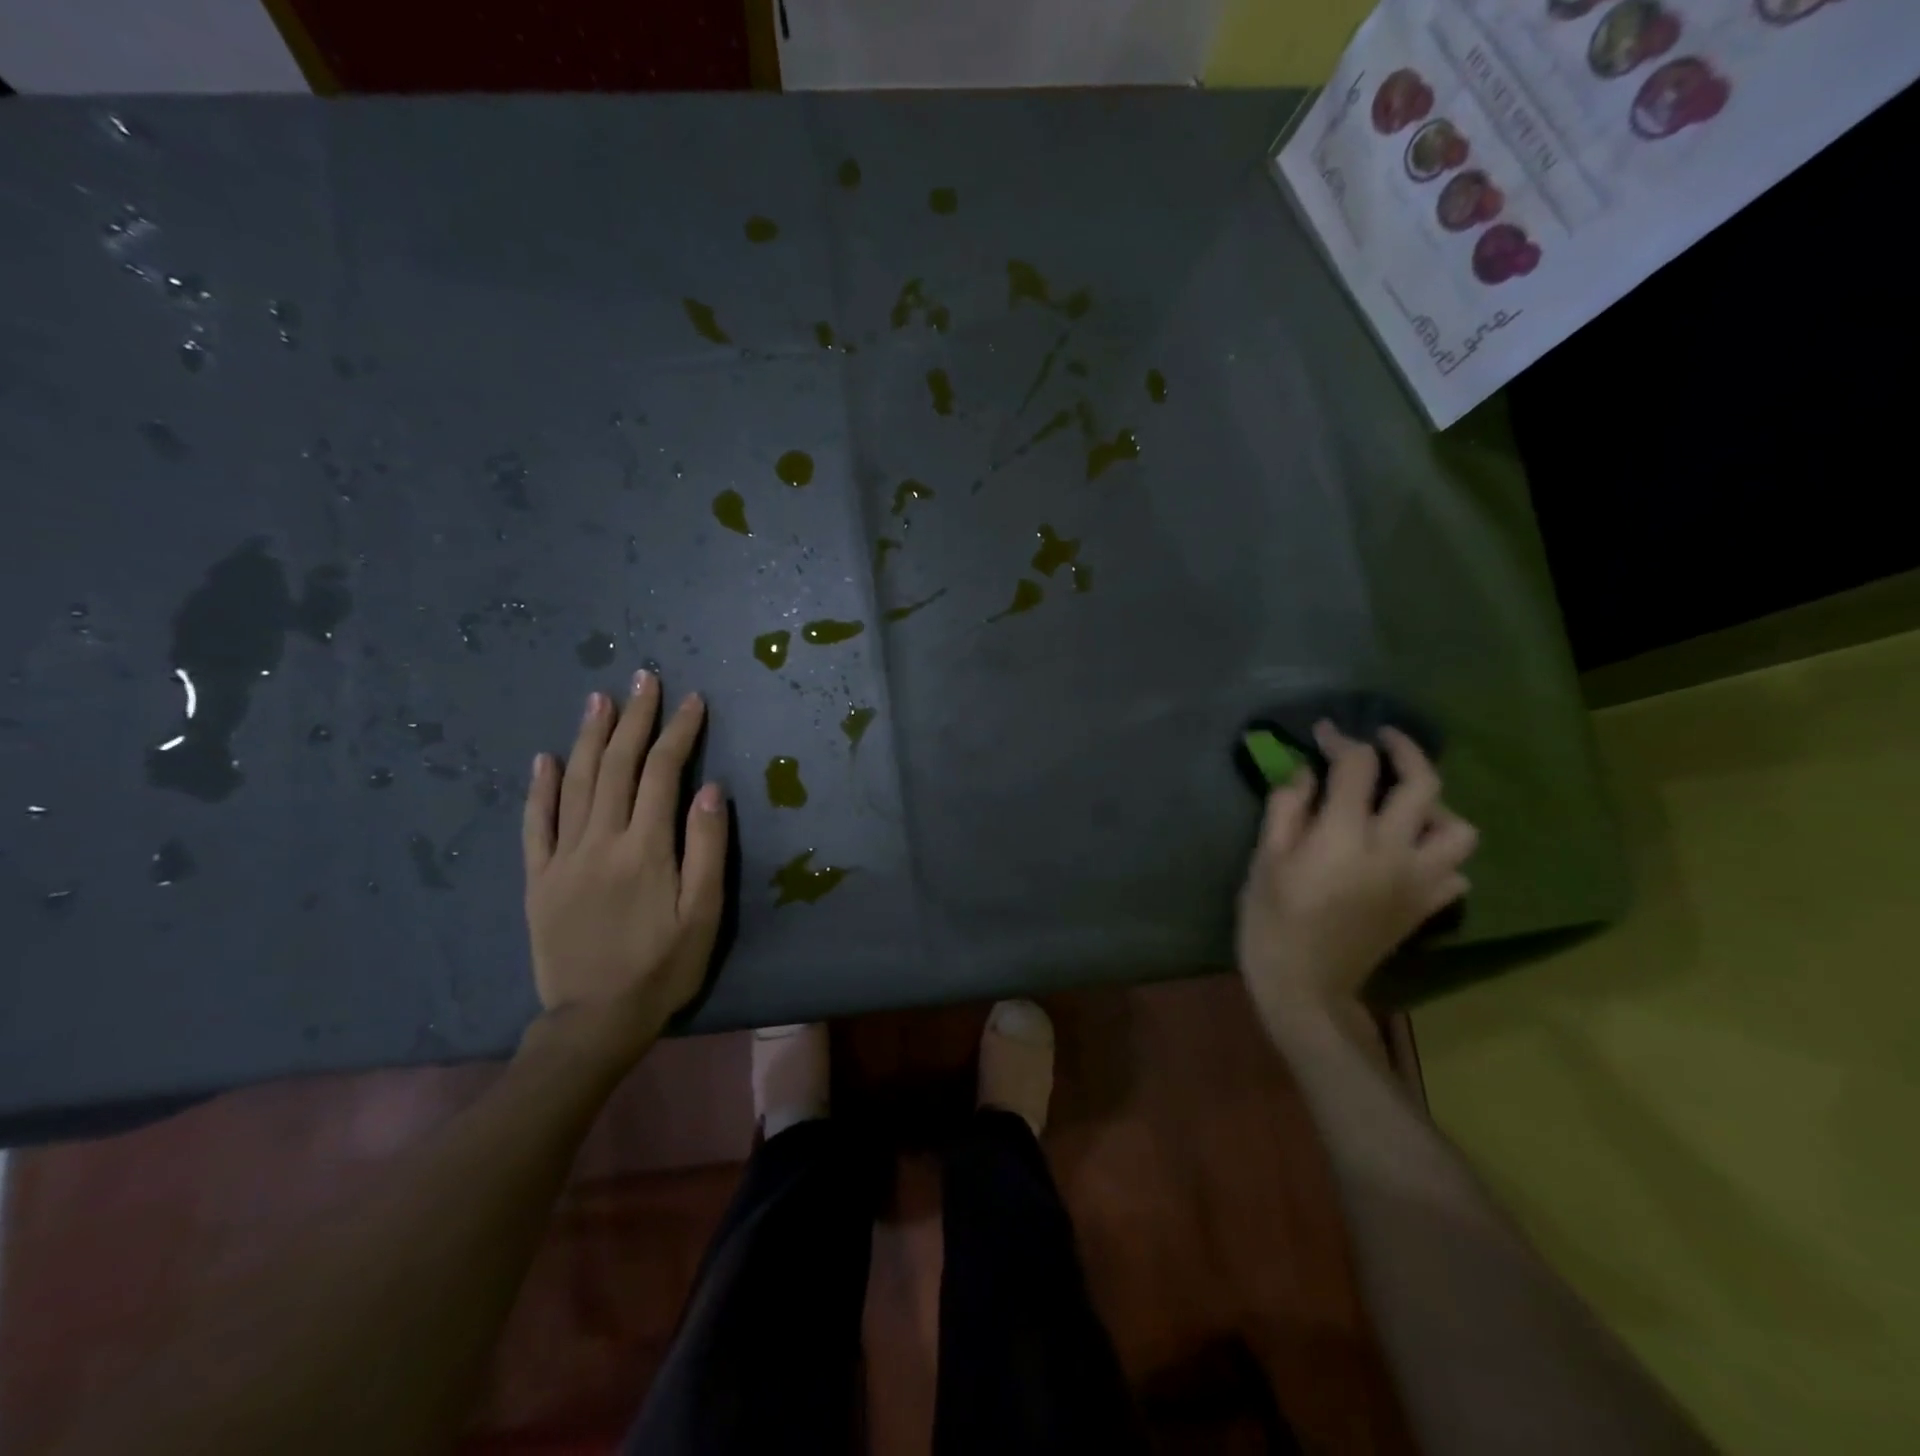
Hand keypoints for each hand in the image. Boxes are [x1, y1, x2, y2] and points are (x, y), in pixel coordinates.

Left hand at [521, 672, 727, 1067]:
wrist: (594, 1021)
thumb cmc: (662, 968)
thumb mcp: (704, 915)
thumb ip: (707, 849)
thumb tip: (712, 789)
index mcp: (645, 848)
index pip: (662, 773)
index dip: (679, 732)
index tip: (692, 700)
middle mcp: (600, 841)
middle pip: (615, 765)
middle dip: (633, 718)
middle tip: (643, 679)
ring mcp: (562, 858)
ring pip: (573, 783)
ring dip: (588, 737)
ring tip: (599, 699)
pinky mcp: (538, 879)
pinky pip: (534, 824)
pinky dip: (538, 787)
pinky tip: (543, 758)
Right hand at [1237, 721, 1475, 1024]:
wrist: (1306, 986)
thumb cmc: (1272, 919)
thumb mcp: (1264, 859)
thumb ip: (1287, 808)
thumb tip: (1307, 773)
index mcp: (1346, 834)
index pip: (1358, 766)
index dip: (1341, 740)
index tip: (1325, 733)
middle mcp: (1394, 849)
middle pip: (1423, 783)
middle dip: (1404, 750)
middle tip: (1382, 741)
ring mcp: (1419, 880)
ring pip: (1458, 828)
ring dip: (1435, 807)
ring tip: (1405, 806)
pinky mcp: (1427, 907)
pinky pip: (1456, 871)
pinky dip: (1439, 855)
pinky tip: (1411, 854)